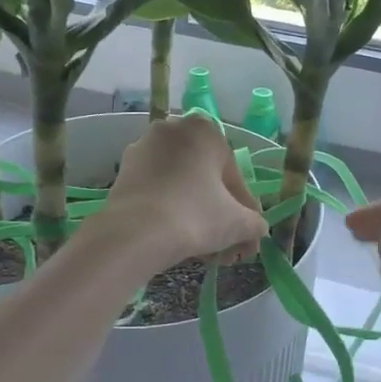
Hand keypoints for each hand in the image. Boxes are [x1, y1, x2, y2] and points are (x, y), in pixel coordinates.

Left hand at [97, 115, 267, 268]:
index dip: (244, 211)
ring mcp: (143, 148)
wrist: (135, 234)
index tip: (245, 237)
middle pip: (205, 179)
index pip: (234, 177)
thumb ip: (255, 223)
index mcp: (206, 131)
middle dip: (217, 214)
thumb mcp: (238, 223)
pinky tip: (175, 238)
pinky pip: (157, 190)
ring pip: (180, 185)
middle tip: (224, 248)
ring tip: (201, 251)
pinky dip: (169, 210)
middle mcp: (173, 130)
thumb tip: (257, 229)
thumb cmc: (195, 216)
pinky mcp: (123, 171)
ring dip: (194, 214)